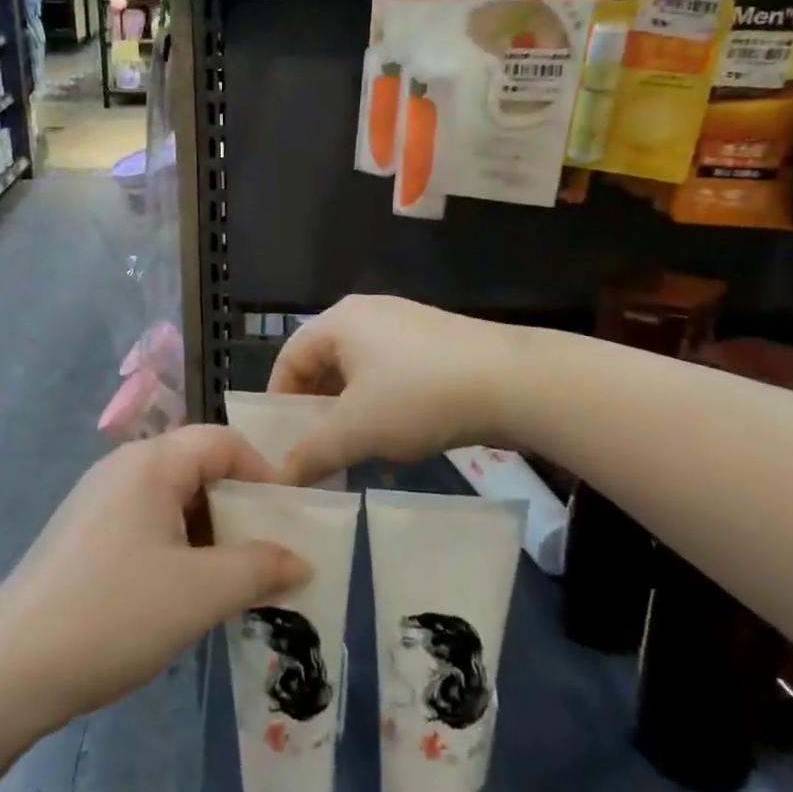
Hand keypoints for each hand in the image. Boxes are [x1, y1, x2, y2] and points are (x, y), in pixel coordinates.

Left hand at [0, 425, 308, 732]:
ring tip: (229, 579)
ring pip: (171, 497)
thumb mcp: (200, 593)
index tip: (288, 519)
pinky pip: (145, 520)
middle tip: (264, 553)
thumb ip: (258, 569)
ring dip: (208, 530)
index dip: (263, 473)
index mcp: (151, 462)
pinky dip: (176, 544)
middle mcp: (123, 466)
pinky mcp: (83, 531)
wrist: (11, 666)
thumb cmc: (115, 614)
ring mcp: (98, 498)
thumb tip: (300, 560)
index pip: (222, 442)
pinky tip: (181, 591)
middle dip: (237, 506)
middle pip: (197, 466)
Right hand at [270, 294, 526, 483]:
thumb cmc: (418, 396)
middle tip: (313, 451)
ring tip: (354, 453)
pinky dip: (383, 407)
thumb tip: (279, 478)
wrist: (513, 381)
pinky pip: (392, 375)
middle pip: (324, 363)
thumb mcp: (356, 430)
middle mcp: (368, 314)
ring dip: (350, 414)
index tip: (278, 442)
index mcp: (339, 321)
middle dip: (316, 411)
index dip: (278, 399)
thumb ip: (311, 453)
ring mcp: (406, 326)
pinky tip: (396, 442)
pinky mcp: (437, 344)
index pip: (290, 357)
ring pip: (360, 373)